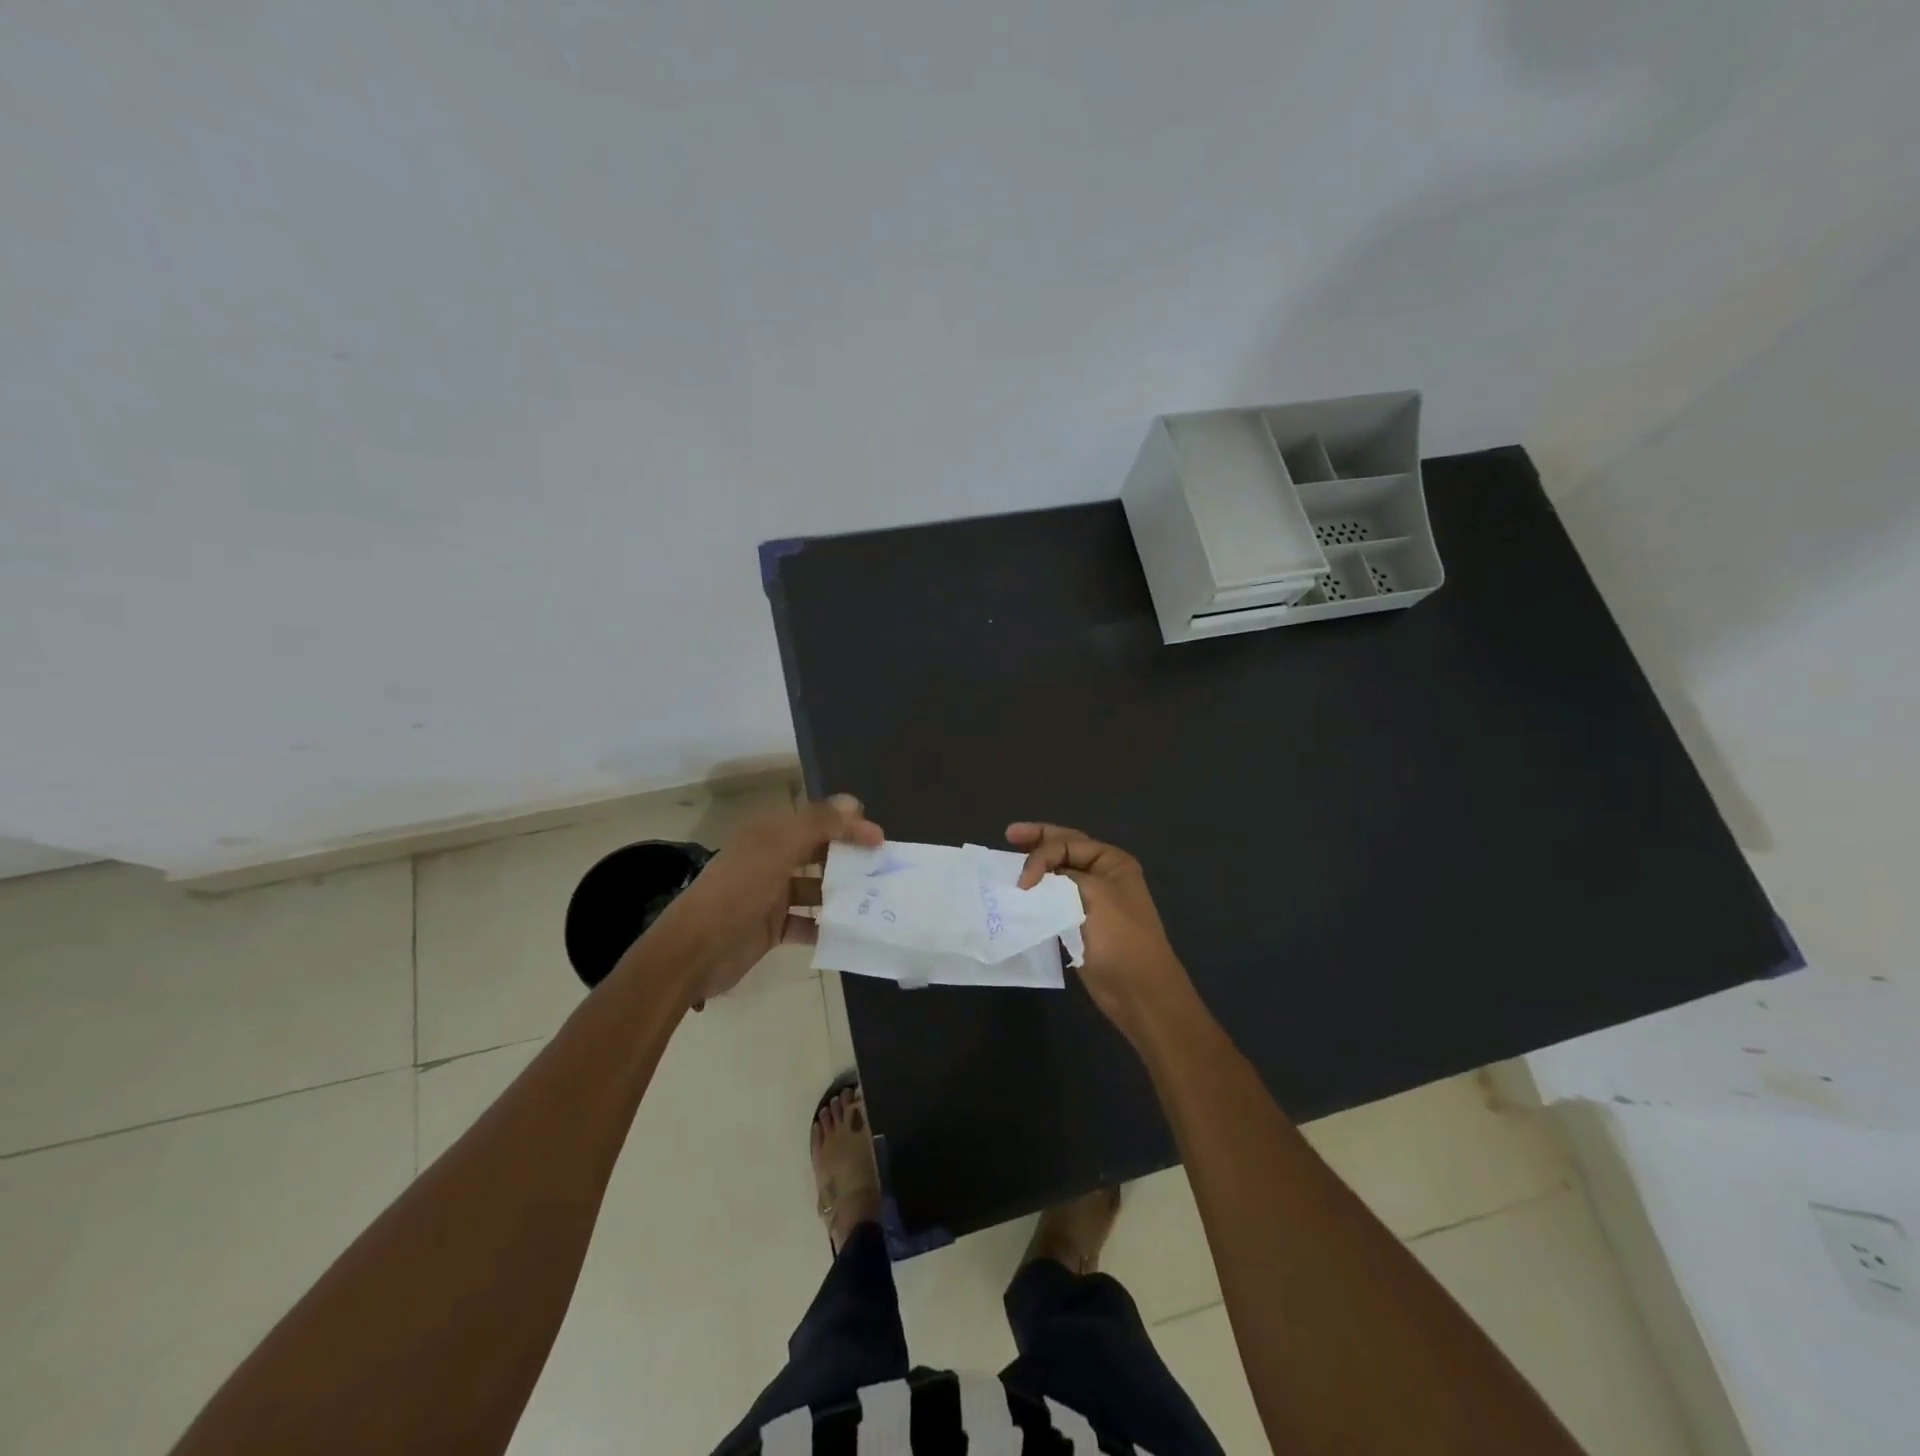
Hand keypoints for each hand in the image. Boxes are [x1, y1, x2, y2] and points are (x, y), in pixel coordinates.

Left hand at [652, 794, 882, 1004]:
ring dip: (842, 894)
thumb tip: (853, 804)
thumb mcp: (777, 850)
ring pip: (816, 889)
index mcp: (769, 835)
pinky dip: (827, 926)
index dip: (848, 826)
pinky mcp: (773, 928)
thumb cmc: (737, 892)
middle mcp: (771, 860)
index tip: (880, 840)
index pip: (817, 822)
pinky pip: (808, 923)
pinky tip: (851, 931)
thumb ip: (817, 824)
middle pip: (818, 853)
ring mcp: (771, 896)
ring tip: (875, 902)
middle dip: (849, 859)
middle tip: (882, 870)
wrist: (693, 952)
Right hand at [1008, 822, 1193, 1036]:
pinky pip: (1054, 900)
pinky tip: (1022, 895)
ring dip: (1036, 868)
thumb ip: (1062, 878)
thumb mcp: (1094, 896)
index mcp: (1112, 862)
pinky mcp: (1079, 923)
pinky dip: (1038, 894)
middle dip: (1038, 841)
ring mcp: (1091, 900)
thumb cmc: (1121, 939)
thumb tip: (1039, 880)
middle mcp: (1103, 875)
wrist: (1139, 991)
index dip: (1041, 854)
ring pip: (1057, 875)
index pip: (1068, 842)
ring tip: (1010, 861)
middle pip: (1064, 849)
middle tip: (1009, 835)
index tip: (1024, 882)